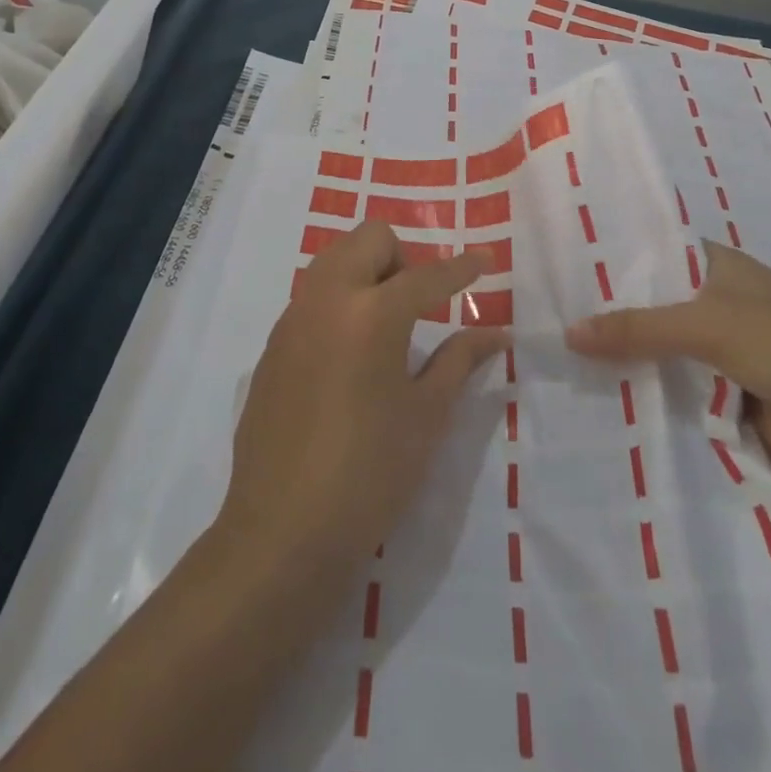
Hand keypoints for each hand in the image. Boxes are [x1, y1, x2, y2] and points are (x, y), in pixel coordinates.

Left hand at [217, 221, 506, 578]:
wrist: (282, 532)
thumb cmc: (369, 475)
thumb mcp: (426, 416)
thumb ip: (459, 361)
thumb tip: (498, 334)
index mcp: (372, 313)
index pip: (427, 275)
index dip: (463, 268)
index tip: (485, 260)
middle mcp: (328, 299)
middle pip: (369, 239)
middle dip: (403, 257)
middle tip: (420, 304)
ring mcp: (293, 318)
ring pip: (335, 259)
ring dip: (367, 271)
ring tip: (386, 325)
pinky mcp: (273, 343)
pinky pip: (312, 295)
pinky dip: (339, 300)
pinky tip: (349, 354)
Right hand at [564, 238, 770, 497]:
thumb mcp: (711, 324)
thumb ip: (639, 327)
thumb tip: (568, 333)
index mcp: (715, 268)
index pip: (649, 254)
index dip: (608, 261)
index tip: (555, 268)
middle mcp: (711, 305)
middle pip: (647, 307)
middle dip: (605, 316)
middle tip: (543, 319)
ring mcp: (714, 355)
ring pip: (654, 352)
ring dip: (619, 359)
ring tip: (552, 358)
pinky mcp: (716, 400)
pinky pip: (667, 390)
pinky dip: (640, 393)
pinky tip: (592, 396)